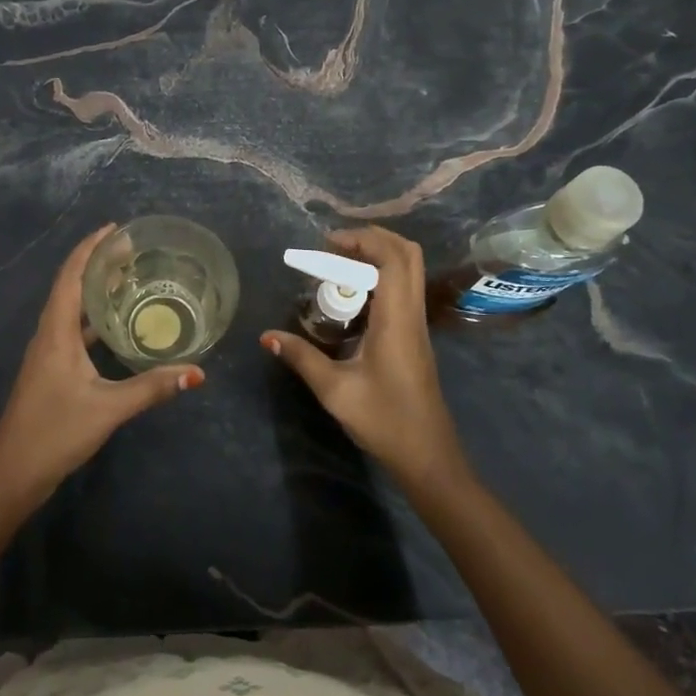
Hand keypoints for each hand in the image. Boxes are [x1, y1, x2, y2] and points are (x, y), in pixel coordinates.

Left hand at [0, 225, 202, 507]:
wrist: (12, 474)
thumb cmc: (55, 433)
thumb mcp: (108, 408)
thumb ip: (152, 388)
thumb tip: (197, 372)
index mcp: (56, 332)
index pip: (71, 276)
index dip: (90, 248)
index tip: (115, 229)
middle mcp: (48, 335)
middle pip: (70, 286)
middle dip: (97, 264)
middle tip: (132, 251)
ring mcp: (47, 354)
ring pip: (71, 309)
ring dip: (94, 290)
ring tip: (127, 278)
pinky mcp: (50, 370)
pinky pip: (73, 330)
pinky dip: (93, 319)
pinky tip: (116, 326)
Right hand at [262, 226, 467, 492]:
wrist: (427, 456)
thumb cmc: (385, 421)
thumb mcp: (335, 390)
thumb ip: (302, 357)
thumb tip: (267, 336)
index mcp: (397, 319)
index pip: (393, 258)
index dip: (363, 239)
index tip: (327, 244)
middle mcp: (411, 314)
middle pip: (408, 254)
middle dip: (372, 239)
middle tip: (333, 248)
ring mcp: (416, 325)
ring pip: (408, 271)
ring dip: (376, 258)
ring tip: (336, 267)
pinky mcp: (414, 336)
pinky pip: (402, 290)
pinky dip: (379, 279)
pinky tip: (349, 299)